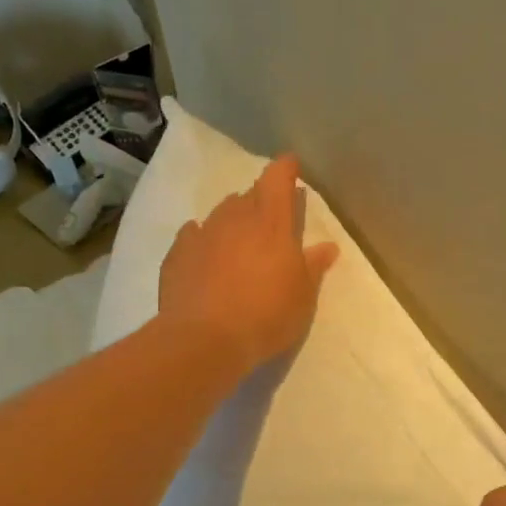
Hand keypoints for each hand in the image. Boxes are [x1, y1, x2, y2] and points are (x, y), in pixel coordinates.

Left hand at [157, 154, 339, 373]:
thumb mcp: (303, 296)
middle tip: (271, 215)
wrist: (204, 340)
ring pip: (221, 212)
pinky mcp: (177, 254)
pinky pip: (193, 234)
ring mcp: (203, 234)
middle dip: (261, 198)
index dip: (285, 168)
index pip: (278, 179)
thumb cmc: (266, 315)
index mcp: (272, 223)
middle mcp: (235, 219)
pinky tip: (205, 248)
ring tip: (240, 235)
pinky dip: (202, 236)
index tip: (291, 165)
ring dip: (233, 217)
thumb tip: (327, 246)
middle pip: (249, 194)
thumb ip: (314, 266)